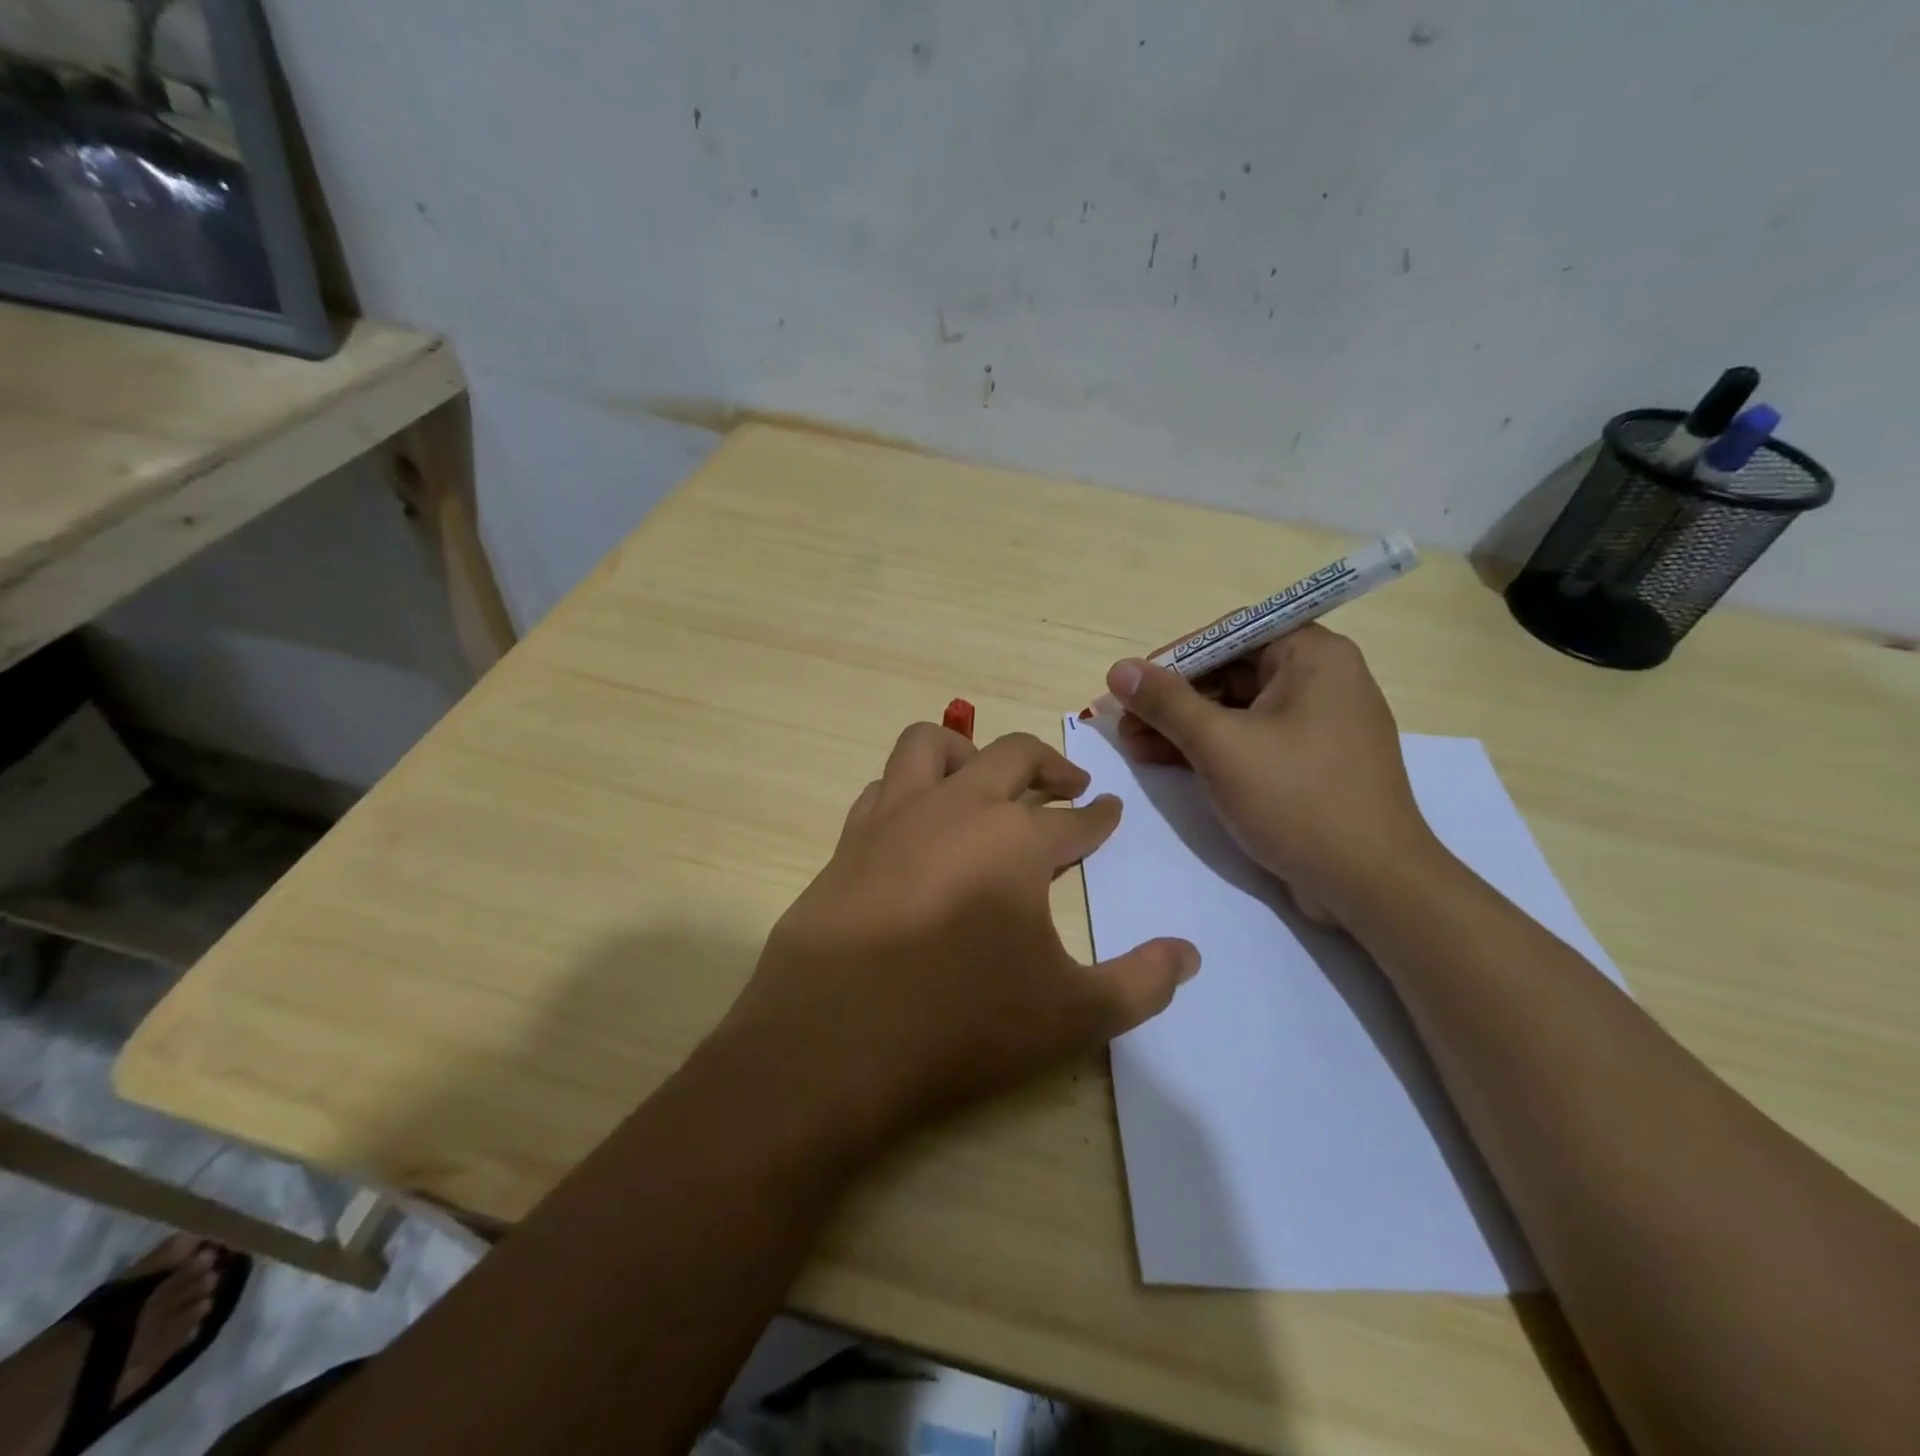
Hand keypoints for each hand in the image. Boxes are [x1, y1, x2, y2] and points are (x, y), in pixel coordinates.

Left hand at [717, 724, 1198, 1158]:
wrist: (834, 1040)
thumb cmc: (961, 1022)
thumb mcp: (1071, 1016)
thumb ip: (1140, 984)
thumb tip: (1188, 955)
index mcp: (1016, 840)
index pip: (1074, 820)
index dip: (1099, 818)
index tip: (1110, 812)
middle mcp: (957, 809)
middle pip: (1012, 756)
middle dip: (1050, 764)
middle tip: (1070, 785)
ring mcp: (896, 817)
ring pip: (931, 746)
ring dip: (967, 751)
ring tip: (986, 781)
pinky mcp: (850, 840)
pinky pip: (884, 786)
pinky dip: (910, 788)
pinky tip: (918, 821)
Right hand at [1106, 625, 1438, 924]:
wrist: (1371, 884)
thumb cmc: (1297, 798)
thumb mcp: (1220, 745)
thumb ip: (1166, 703)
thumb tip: (1119, 669)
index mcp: (1313, 656)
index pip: (1230, 634)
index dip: (1175, 657)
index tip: (1133, 683)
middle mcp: (1320, 680)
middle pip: (1230, 672)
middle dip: (1172, 698)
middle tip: (1124, 722)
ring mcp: (1317, 724)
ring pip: (1236, 710)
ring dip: (1183, 726)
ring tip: (1132, 745)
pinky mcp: (1310, 763)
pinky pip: (1251, 740)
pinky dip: (1209, 749)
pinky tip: (1164, 761)